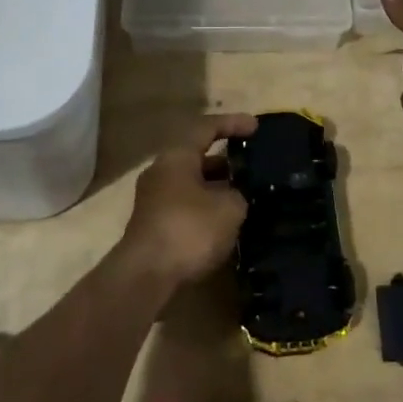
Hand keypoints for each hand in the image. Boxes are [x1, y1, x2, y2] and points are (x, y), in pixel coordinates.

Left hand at [119, 115, 256, 285]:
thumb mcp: (229, 207)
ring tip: (246, 196)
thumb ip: (238, 194)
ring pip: (192, 184)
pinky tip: (227, 223)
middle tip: (252, 166)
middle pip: (197, 157)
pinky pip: (186, 206)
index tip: (256, 127)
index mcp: (177, 156)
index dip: (233, 124)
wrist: (146, 277)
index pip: (207, 128)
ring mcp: (154, 200)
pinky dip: (207, 208)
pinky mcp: (154, 226)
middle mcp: (162, 172)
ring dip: (217, 188)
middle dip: (226, 161)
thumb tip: (234, 196)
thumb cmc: (189, 229)